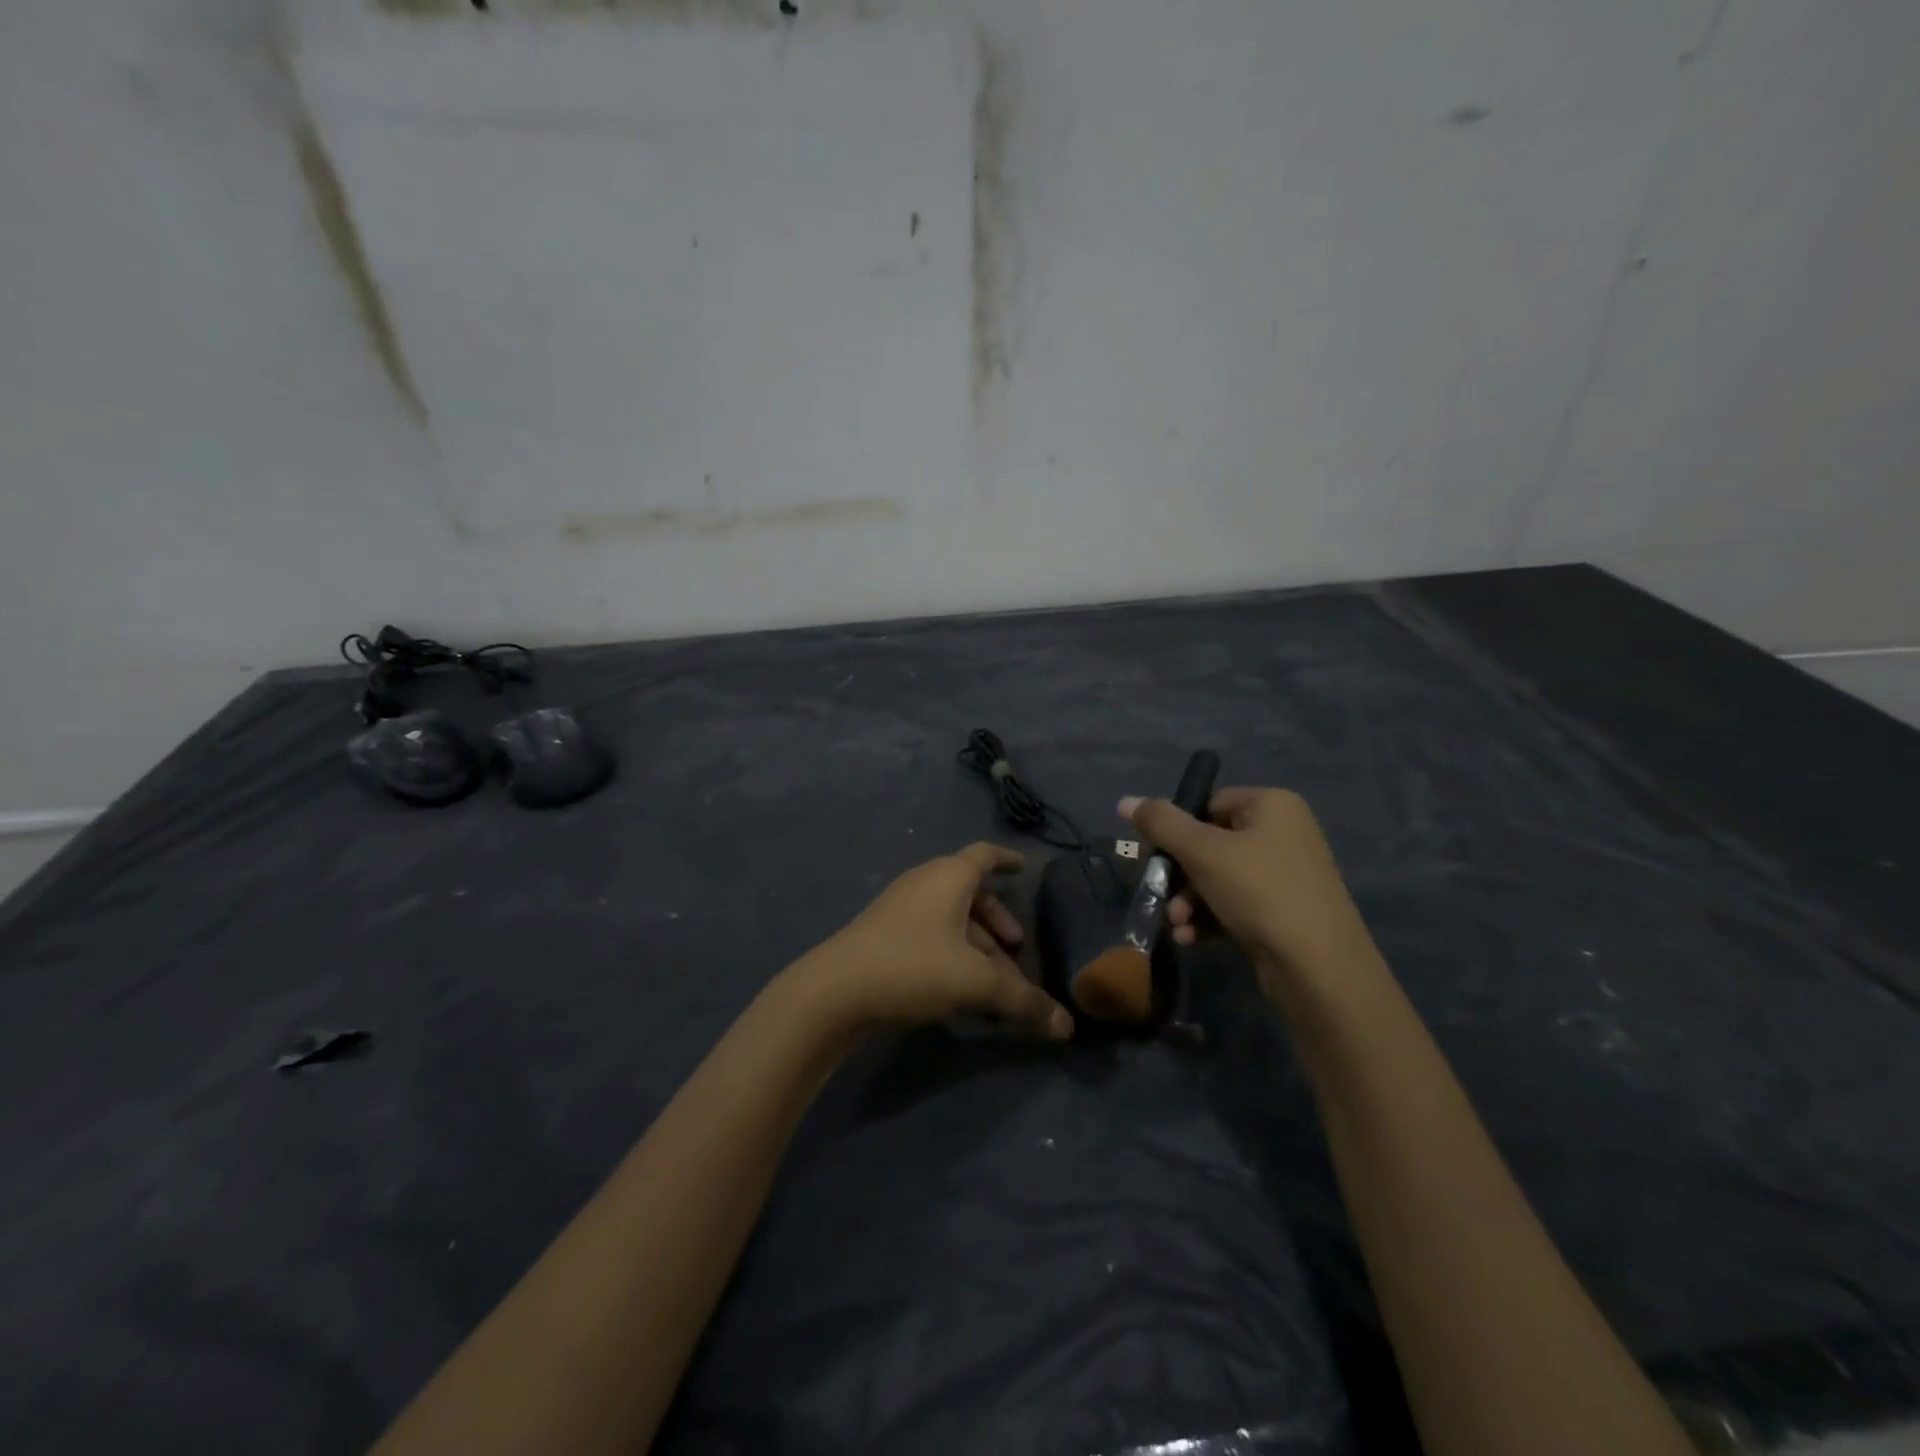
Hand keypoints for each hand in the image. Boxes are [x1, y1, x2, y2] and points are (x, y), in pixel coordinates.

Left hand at [793, 843, 1073, 1039]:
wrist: (835, 991)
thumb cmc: (913, 966)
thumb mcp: (976, 983)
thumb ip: (1023, 1002)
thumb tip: (1067, 1027)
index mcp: (948, 877)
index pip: (984, 855)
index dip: (1007, 860)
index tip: (1025, 868)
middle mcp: (924, 884)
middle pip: (972, 895)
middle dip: (999, 923)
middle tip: (1019, 950)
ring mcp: (901, 911)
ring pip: (952, 922)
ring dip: (979, 948)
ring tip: (997, 985)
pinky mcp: (885, 938)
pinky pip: (932, 938)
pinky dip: (955, 957)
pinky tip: (963, 994)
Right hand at [1118, 788, 1377, 992]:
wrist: (1319, 968)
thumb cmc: (1259, 892)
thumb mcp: (1202, 852)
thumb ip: (1160, 823)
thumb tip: (1124, 801)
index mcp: (1271, 805)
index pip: (1208, 803)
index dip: (1176, 830)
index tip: (1155, 857)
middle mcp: (1283, 833)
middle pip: (1210, 843)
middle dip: (1180, 876)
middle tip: (1162, 898)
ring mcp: (1286, 874)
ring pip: (1218, 878)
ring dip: (1189, 902)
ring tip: (1177, 926)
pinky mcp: (1284, 911)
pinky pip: (1235, 904)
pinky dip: (1209, 919)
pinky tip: (1191, 939)